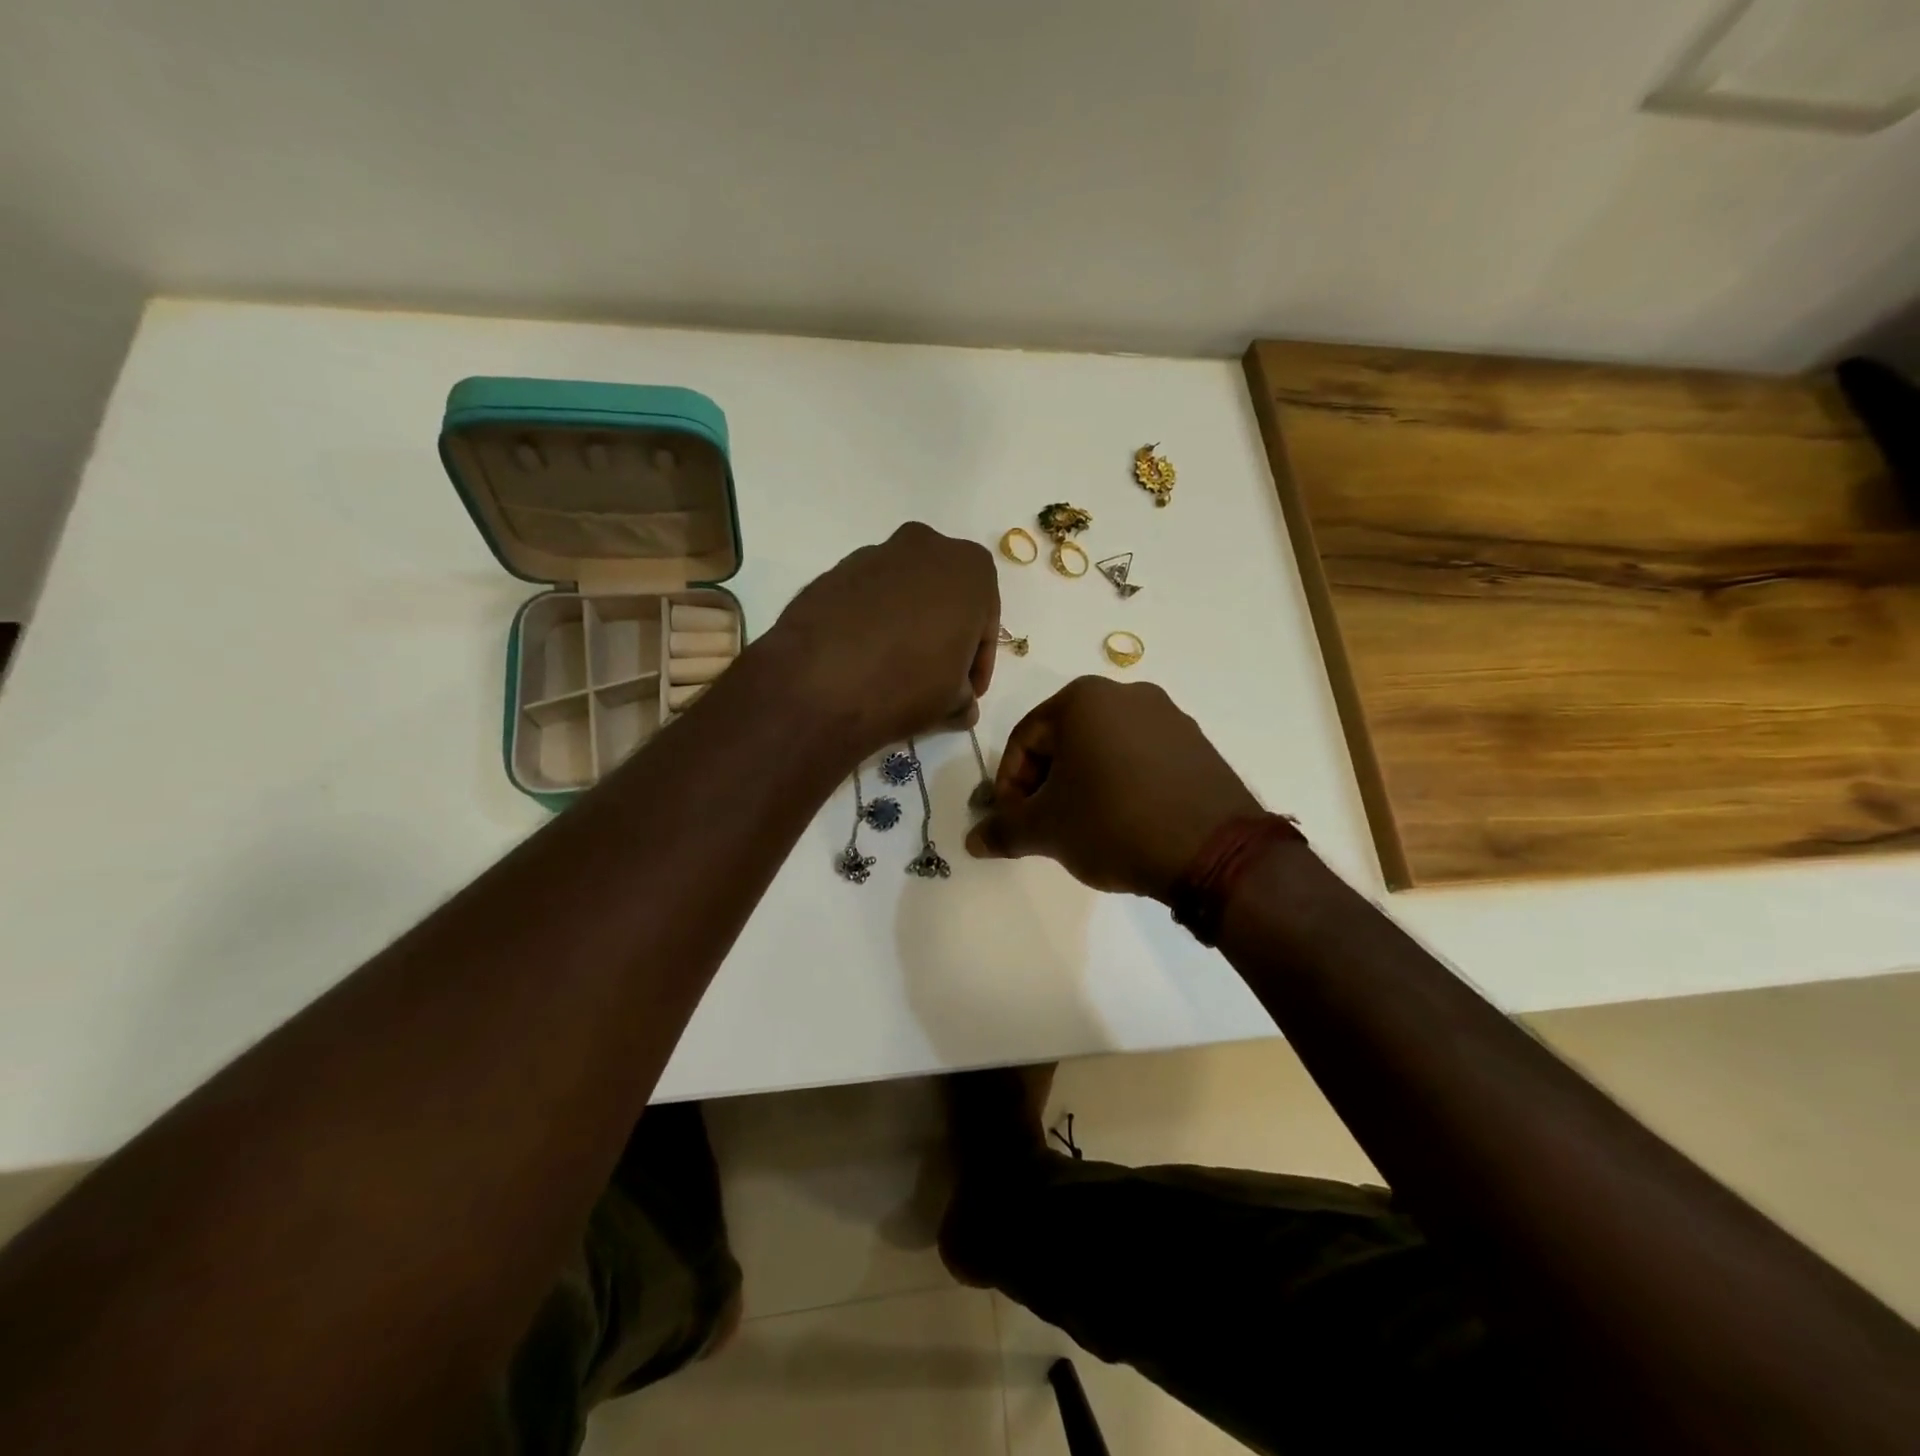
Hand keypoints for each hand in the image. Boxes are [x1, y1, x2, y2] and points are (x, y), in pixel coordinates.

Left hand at [768, 523, 999, 753]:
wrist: (821, 682)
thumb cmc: (909, 683)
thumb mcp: (954, 701)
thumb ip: (965, 696)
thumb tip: (960, 703)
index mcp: (970, 567)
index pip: (985, 622)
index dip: (979, 662)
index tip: (969, 692)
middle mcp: (925, 545)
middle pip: (945, 597)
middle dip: (944, 634)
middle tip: (937, 676)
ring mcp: (874, 554)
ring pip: (904, 594)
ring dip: (907, 625)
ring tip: (895, 670)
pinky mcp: (834, 571)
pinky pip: (866, 599)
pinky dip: (871, 623)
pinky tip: (863, 659)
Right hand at [966, 677, 1261, 900]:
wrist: (1212, 850)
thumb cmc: (1113, 823)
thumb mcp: (1047, 830)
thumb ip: (1004, 830)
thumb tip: (973, 841)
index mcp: (1083, 698)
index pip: (1025, 739)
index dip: (1008, 784)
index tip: (1012, 821)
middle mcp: (1127, 693)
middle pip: (1064, 739)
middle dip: (1046, 783)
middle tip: (1044, 825)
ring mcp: (1168, 716)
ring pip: (1103, 748)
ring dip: (1082, 784)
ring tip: (1083, 827)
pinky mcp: (1196, 743)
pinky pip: (1140, 757)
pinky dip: (1121, 783)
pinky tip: (1124, 821)